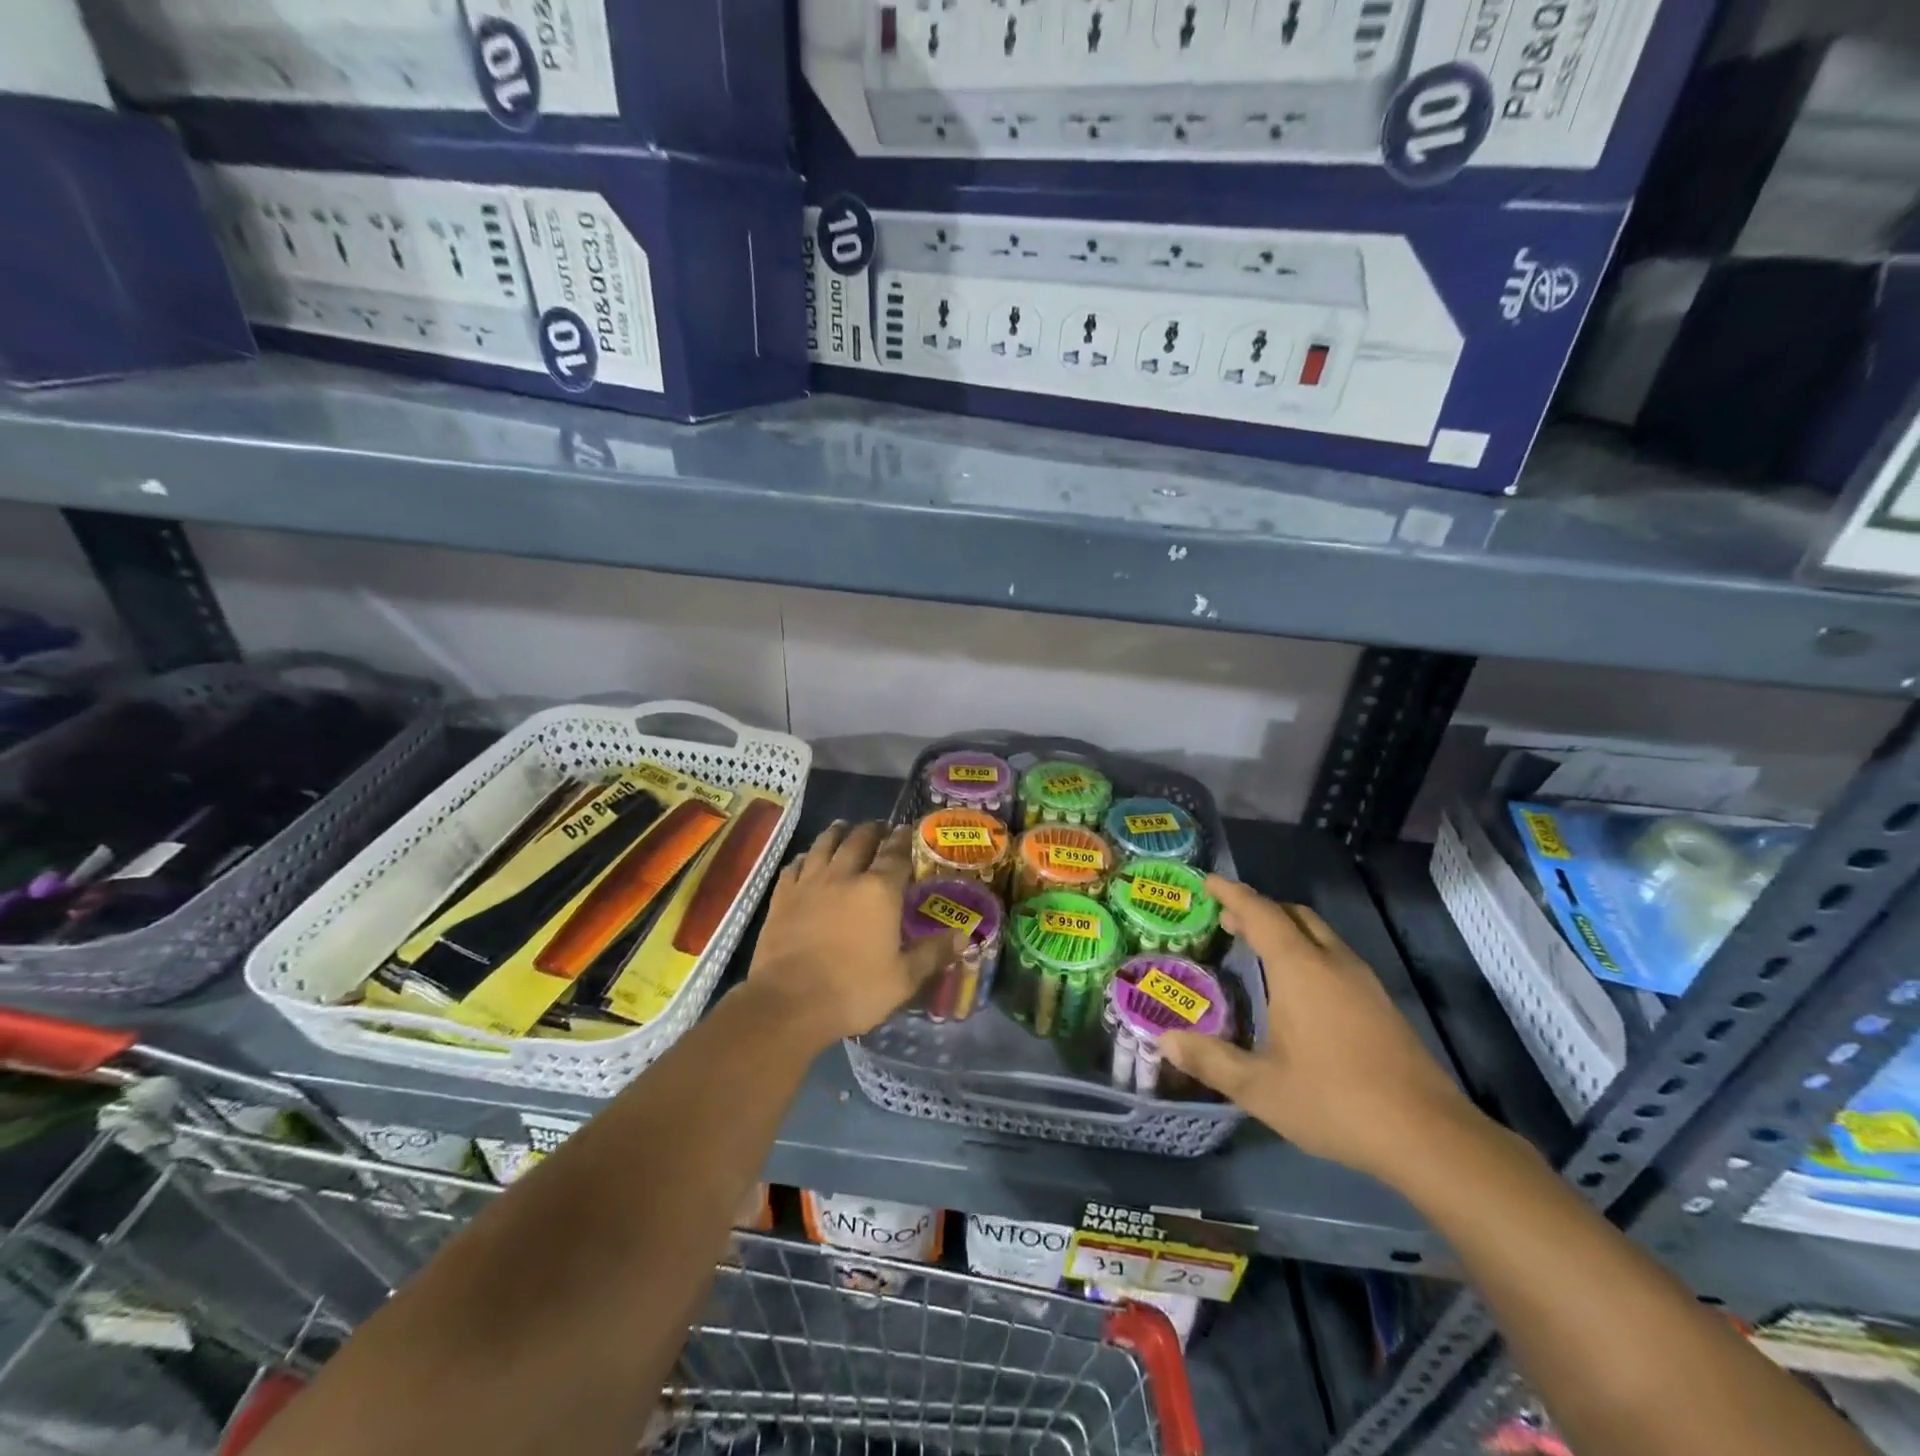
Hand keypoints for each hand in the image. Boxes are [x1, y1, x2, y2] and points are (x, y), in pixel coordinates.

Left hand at [744, 821, 957, 1049]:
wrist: (789, 1003)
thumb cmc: (854, 991)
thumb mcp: (904, 979)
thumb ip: (934, 953)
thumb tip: (964, 937)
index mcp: (879, 891)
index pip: (896, 853)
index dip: (904, 839)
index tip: (908, 830)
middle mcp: (845, 876)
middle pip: (860, 840)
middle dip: (873, 830)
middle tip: (880, 828)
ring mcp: (810, 883)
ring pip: (825, 844)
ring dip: (838, 832)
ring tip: (844, 827)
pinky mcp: (782, 896)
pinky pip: (795, 865)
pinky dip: (805, 857)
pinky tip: (807, 859)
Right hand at [1160, 877, 1481, 1184]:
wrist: (1429, 1136)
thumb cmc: (1335, 1101)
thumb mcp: (1260, 1088)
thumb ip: (1210, 1060)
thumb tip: (1165, 1041)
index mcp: (1300, 969)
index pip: (1260, 913)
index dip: (1231, 893)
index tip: (1207, 881)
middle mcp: (1332, 963)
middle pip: (1293, 915)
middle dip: (1259, 908)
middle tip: (1227, 920)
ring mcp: (1363, 982)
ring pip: (1319, 934)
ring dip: (1285, 928)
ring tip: (1257, 946)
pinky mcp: (1381, 1004)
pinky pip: (1335, 956)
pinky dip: (1307, 950)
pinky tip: (1298, 986)